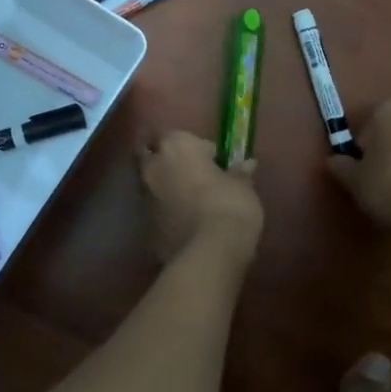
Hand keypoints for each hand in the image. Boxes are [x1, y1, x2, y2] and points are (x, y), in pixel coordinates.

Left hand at [139, 130, 263, 264]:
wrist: (208, 253)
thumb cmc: (228, 206)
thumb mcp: (243, 186)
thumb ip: (239, 173)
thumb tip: (246, 165)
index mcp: (175, 146)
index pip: (185, 137)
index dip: (201, 150)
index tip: (217, 164)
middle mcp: (153, 167)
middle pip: (154, 156)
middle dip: (169, 162)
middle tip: (194, 176)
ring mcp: (144, 197)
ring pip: (152, 184)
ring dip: (166, 188)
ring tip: (191, 202)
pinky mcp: (144, 226)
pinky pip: (156, 211)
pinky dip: (166, 213)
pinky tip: (185, 224)